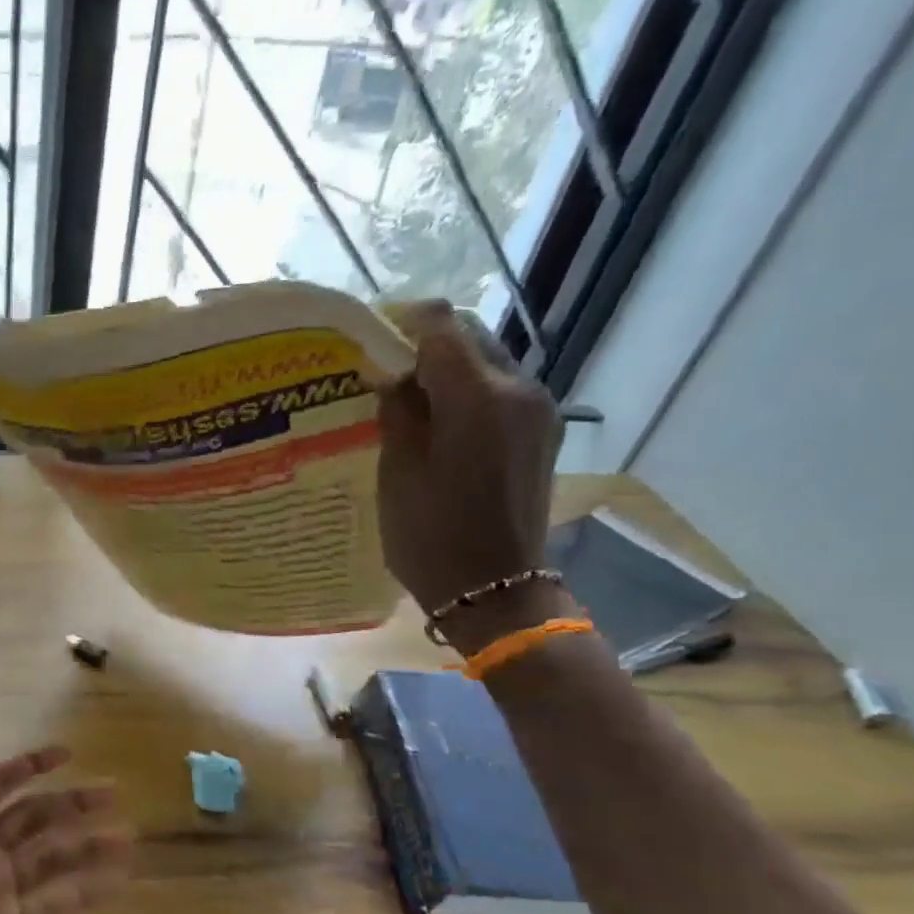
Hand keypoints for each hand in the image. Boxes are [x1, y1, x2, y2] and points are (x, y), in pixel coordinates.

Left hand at [0, 726, 134, 913]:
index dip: (31, 766)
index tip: (69, 753)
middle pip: (32, 819)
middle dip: (71, 804)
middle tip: (114, 793)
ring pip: (49, 859)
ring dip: (88, 847)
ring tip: (130, 838)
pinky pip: (52, 903)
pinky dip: (85, 891)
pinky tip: (119, 880)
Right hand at [377, 301, 566, 648]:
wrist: (494, 591)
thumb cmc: (431, 535)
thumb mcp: (398, 470)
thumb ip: (398, 409)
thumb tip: (395, 372)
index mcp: (479, 396)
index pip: (442, 326)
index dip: (403, 323)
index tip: (371, 340)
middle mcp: (520, 389)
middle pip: (470, 339)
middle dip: (426, 346)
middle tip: (384, 373)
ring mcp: (539, 411)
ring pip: (488, 364)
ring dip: (449, 371)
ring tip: (409, 401)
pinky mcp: (543, 434)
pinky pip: (502, 393)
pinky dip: (469, 394)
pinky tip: (440, 425)